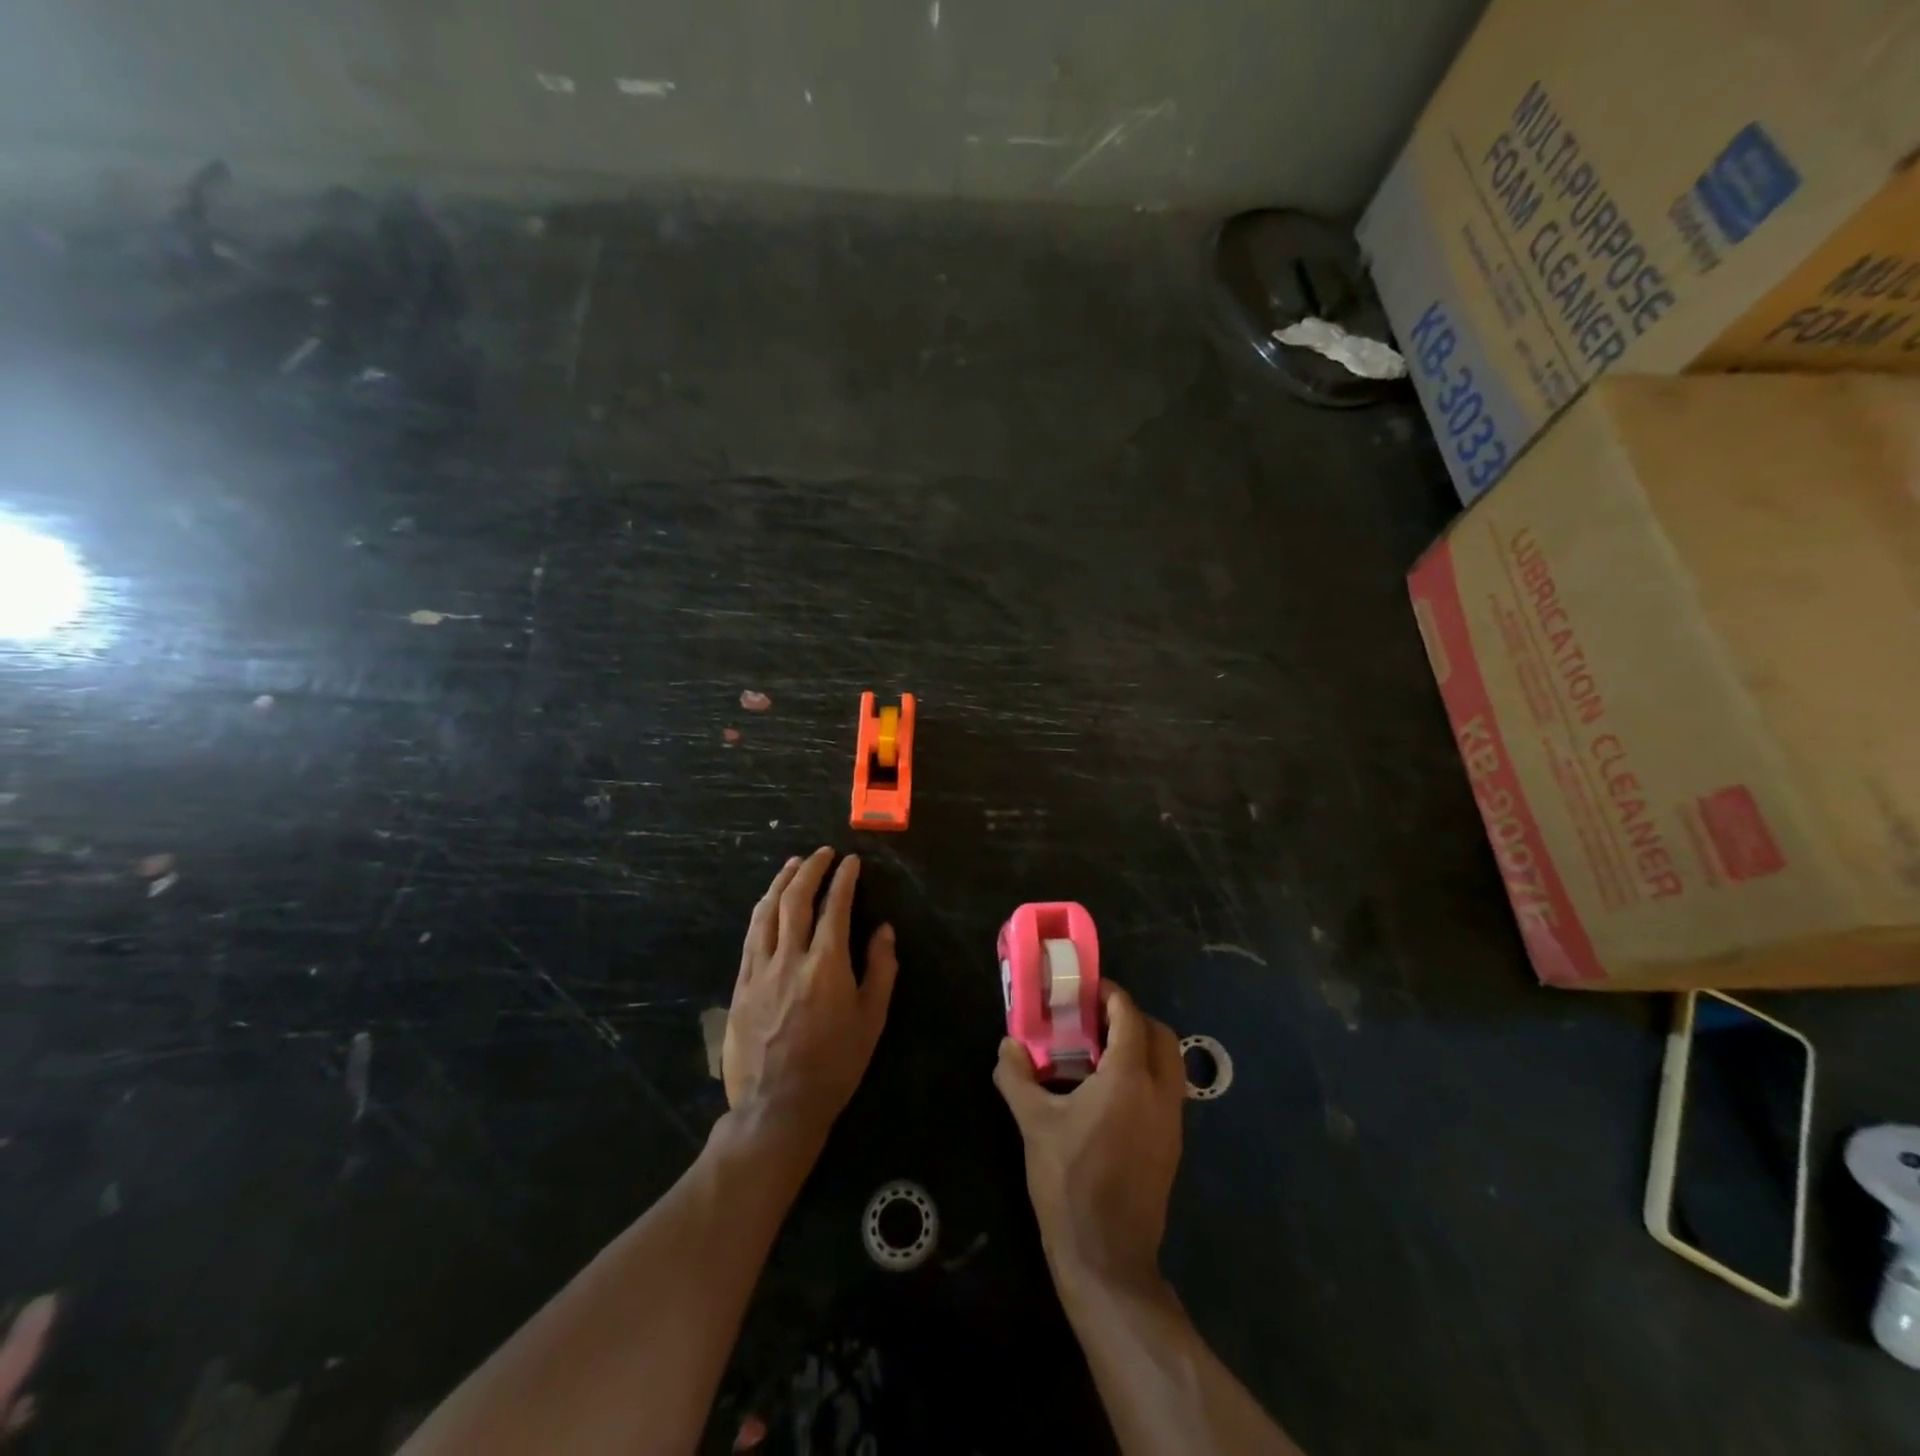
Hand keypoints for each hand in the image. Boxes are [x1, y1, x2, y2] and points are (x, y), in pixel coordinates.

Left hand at [724, 848, 897, 1144]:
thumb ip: (880, 969)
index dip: (843, 879)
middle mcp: (790, 958)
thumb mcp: (871, 1020)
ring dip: (781, 882)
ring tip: (793, 864)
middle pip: (796, 899)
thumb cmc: (835, 1064)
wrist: (778, 1105)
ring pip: (767, 911)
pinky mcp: (741, 984)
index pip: (835, 906)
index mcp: (827, 965)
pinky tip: (768, 902)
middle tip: (822, 854)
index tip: (851, 862)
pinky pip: (751, 936)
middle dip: (811, 869)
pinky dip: (762, 910)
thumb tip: (884, 929)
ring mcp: (760, 969)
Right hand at [993, 984, 1184, 1294]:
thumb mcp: (1033, 1124)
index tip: (1087, 990)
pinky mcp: (1172, 1144)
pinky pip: (1167, 1090)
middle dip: (1132, 1017)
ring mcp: (1172, 1121)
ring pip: (1169, 1063)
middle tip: (1096, 1019)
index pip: (1129, 1016)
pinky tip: (1111, 1093)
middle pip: (1160, 1034)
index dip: (1110, 996)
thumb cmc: (1069, 1182)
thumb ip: (1017, 1077)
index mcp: (1129, 1078)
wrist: (1107, 1257)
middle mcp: (1159, 1092)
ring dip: (1143, 1045)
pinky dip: (1146, 1074)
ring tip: (1101, 1053)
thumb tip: (1008, 1045)